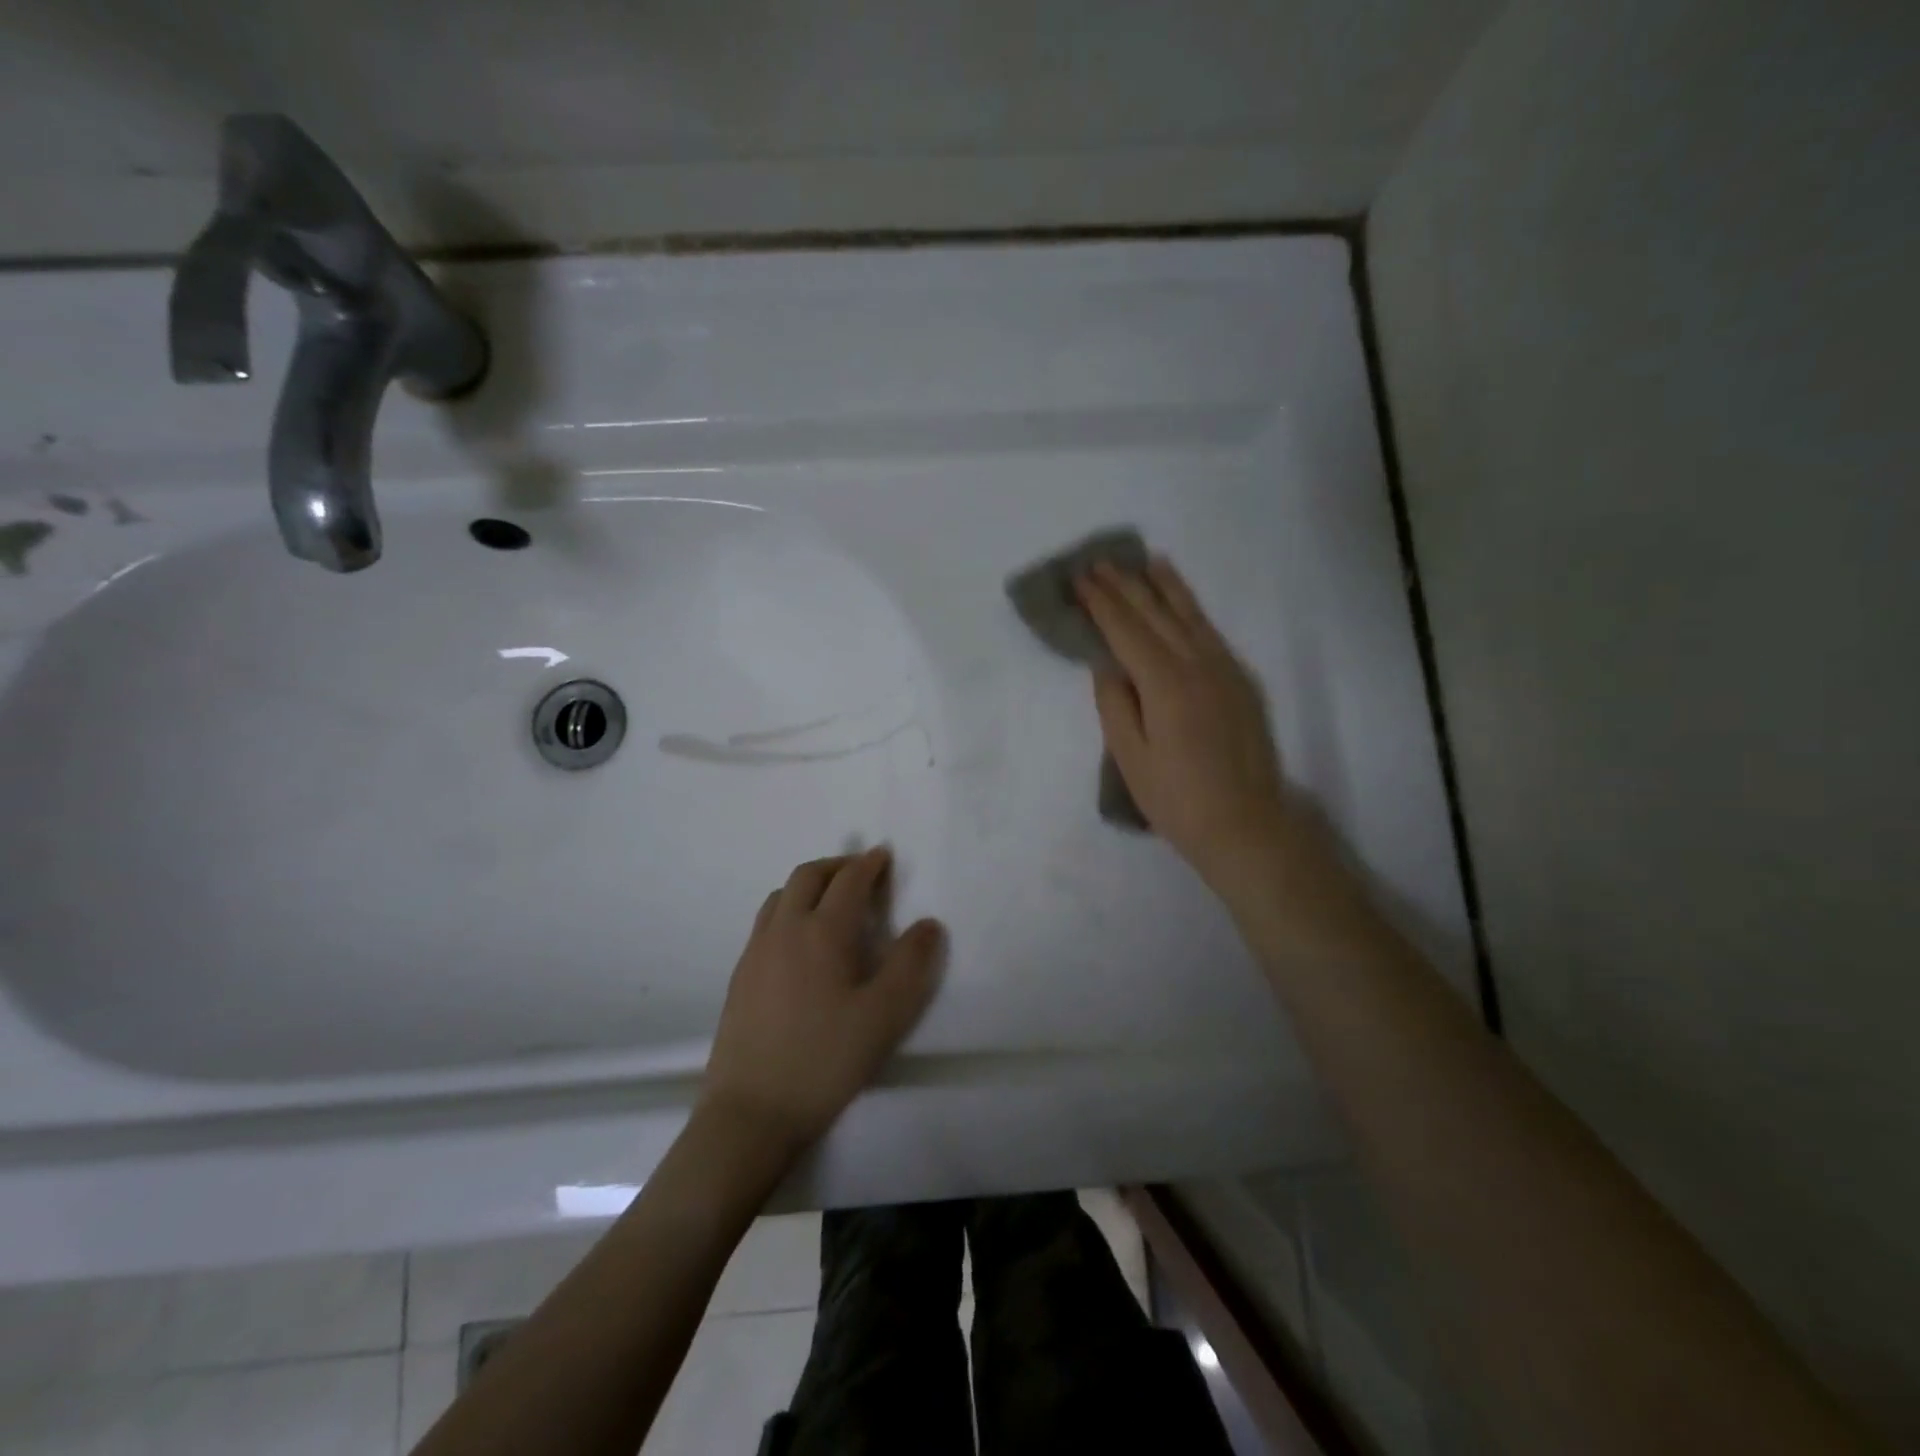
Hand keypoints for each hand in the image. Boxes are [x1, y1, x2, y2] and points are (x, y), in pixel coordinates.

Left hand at [701, 848, 945, 1155]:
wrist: (750, 1112)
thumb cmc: (824, 1060)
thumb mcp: (883, 1016)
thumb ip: (910, 965)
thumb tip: (928, 924)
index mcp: (821, 932)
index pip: (848, 881)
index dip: (869, 864)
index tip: (884, 856)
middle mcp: (784, 930)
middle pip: (808, 876)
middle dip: (837, 866)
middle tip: (861, 873)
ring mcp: (756, 952)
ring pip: (781, 896)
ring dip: (809, 884)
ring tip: (830, 901)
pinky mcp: (740, 976)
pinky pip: (766, 921)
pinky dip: (789, 909)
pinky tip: (799, 941)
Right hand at [1076, 557, 1291, 883]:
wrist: (1246, 825)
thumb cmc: (1177, 800)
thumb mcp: (1131, 757)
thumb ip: (1115, 704)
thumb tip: (1106, 663)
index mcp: (1165, 684)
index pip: (1126, 631)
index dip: (1102, 604)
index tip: (1081, 579)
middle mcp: (1198, 665)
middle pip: (1156, 615)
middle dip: (1126, 586)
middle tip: (1101, 562)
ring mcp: (1225, 670)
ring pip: (1190, 615)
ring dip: (1165, 586)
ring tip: (1146, 561)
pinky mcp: (1241, 681)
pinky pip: (1210, 632)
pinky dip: (1192, 609)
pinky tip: (1182, 602)